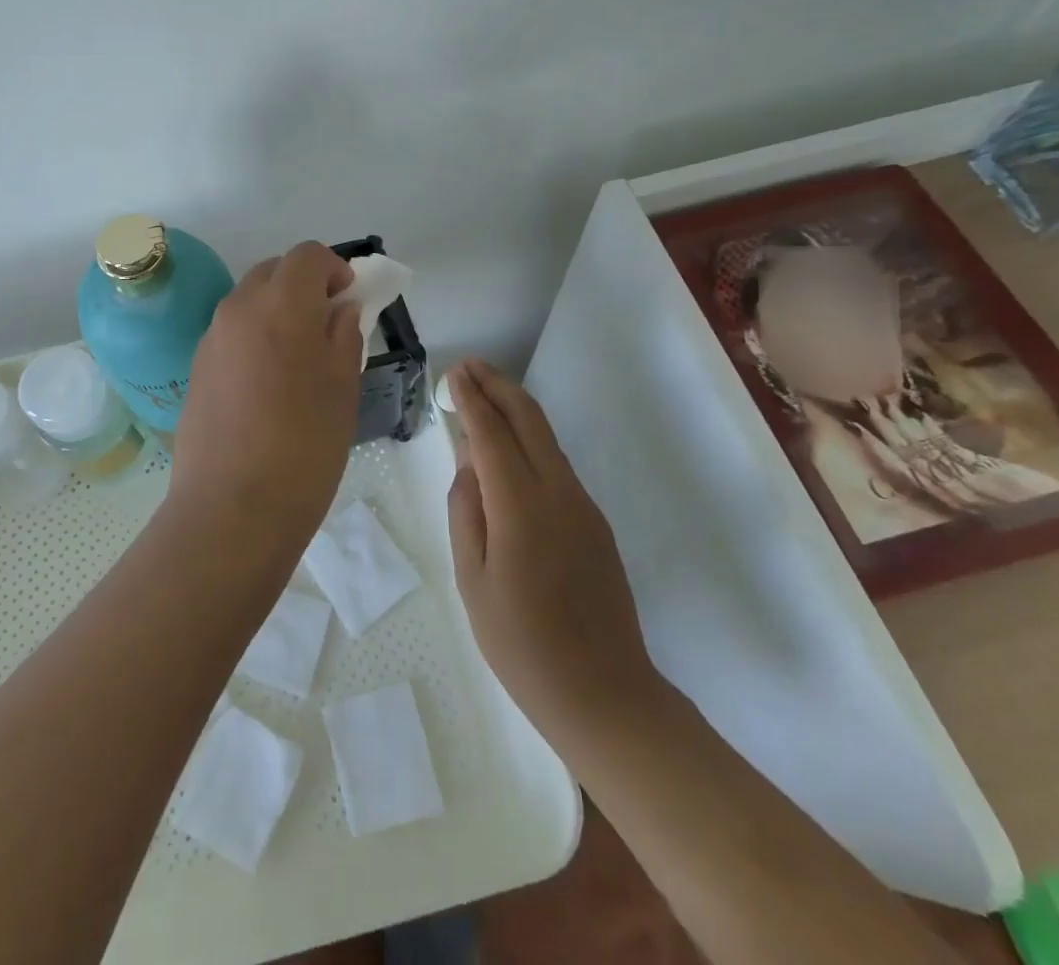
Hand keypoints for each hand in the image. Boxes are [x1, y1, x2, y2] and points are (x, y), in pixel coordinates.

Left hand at [171, 241, 364, 542]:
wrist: (232, 509)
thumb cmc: (304, 446)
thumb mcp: (342, 388)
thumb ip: (344, 336)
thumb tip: (341, 310)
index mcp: (280, 305)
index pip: (308, 256)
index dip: (335, 268)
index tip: (350, 299)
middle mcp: (238, 309)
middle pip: (274, 271)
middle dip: (304, 285)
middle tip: (328, 325)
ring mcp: (211, 338)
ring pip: (249, 301)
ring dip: (277, 310)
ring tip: (299, 358)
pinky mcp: (196, 369)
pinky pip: (231, 333)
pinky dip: (254, 336)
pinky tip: (268, 384)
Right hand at [446, 359, 666, 750]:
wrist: (604, 693)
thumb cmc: (521, 644)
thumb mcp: (472, 579)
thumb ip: (466, 511)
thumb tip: (468, 462)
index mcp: (521, 509)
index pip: (491, 435)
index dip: (471, 399)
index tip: (454, 373)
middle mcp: (558, 493)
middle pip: (529, 419)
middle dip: (498, 386)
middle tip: (469, 366)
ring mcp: (583, 505)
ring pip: (547, 438)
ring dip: (516, 407)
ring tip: (485, 393)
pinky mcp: (595, 521)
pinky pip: (556, 464)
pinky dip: (530, 440)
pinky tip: (510, 447)